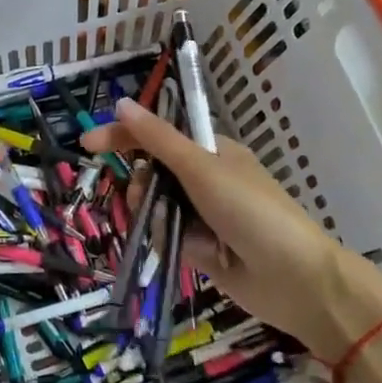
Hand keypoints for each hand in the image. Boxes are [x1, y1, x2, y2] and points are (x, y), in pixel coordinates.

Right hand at [82, 98, 381, 360]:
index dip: (122, 136)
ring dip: (155, 215)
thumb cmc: (251, 210)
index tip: (87, 145)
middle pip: (151, 173)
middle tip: (145, 195)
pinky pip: (166, 236)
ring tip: (174, 228)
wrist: (294, 279)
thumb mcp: (202, 168)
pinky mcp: (199, 248)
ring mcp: (202, 215)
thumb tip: (122, 103)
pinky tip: (192, 251)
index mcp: (210, 152)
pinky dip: (170, 241)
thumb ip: (158, 139)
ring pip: (154, 207)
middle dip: (142, 185)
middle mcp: (204, 180)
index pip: (156, 135)